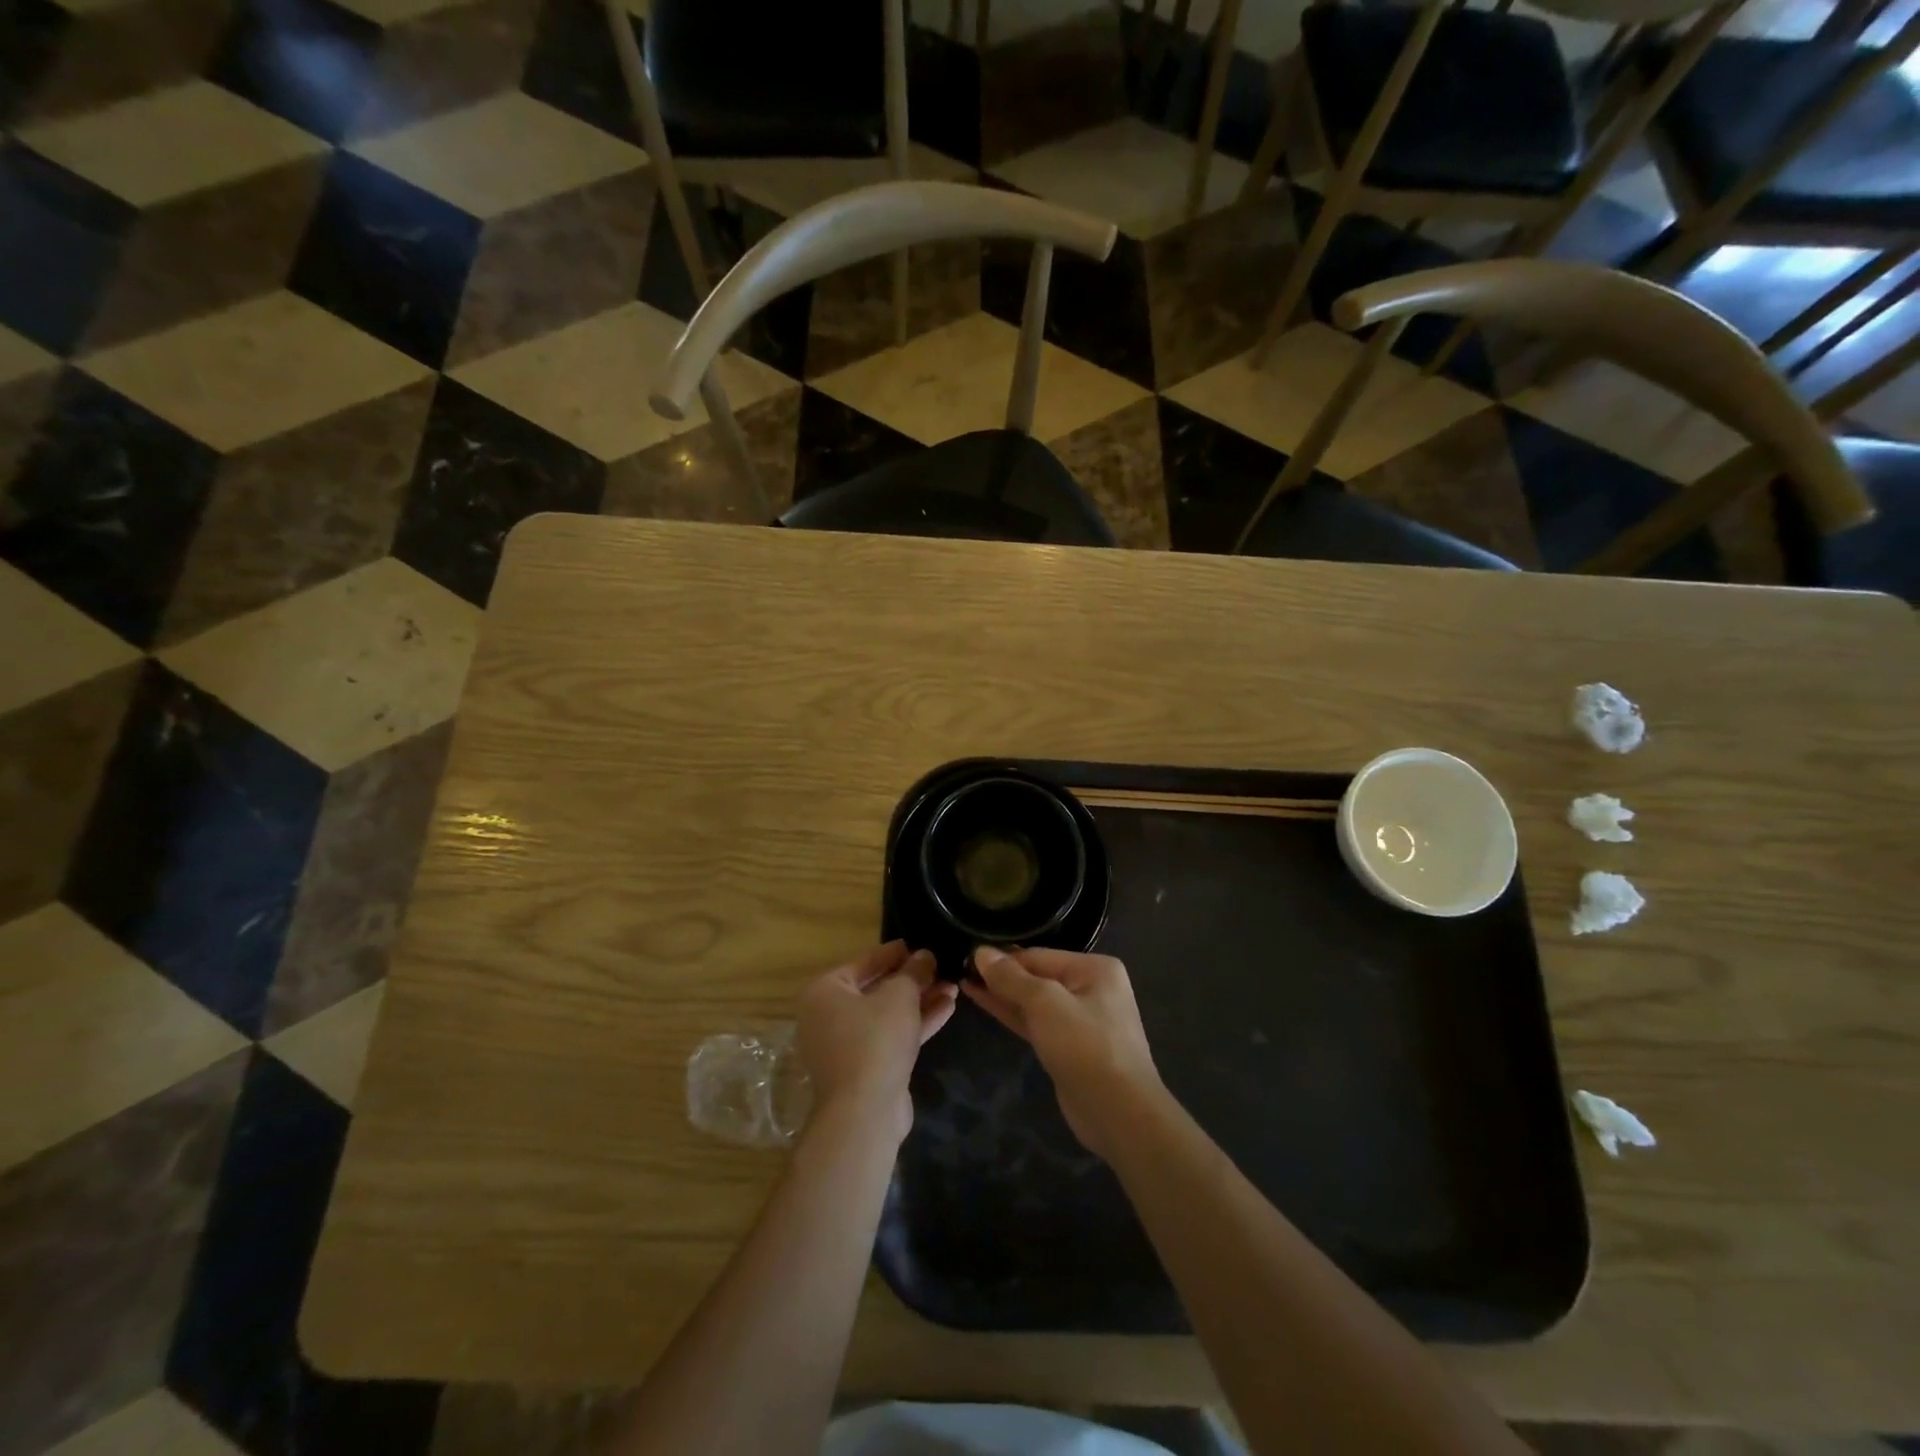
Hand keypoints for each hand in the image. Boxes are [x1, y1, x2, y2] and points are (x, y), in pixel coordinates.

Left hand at [796, 941, 956, 1144]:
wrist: (865, 1113)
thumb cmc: (875, 1040)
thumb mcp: (899, 996)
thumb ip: (913, 972)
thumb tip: (924, 956)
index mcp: (824, 992)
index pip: (863, 962)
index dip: (892, 953)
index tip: (917, 944)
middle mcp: (829, 1016)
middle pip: (876, 989)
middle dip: (912, 979)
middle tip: (939, 966)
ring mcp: (847, 1045)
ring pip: (888, 1014)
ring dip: (920, 1000)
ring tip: (953, 985)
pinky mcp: (867, 1067)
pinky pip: (892, 1036)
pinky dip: (916, 1022)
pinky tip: (947, 1008)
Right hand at [963, 946, 1163, 1159]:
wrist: (1118, 1113)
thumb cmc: (1085, 1046)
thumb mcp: (1045, 1004)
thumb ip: (1011, 978)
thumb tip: (981, 952)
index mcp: (1095, 968)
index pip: (1039, 955)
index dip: (1002, 958)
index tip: (967, 956)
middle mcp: (1091, 988)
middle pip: (1037, 976)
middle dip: (1001, 976)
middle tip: (961, 969)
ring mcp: (1081, 1020)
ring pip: (1034, 1001)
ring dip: (1002, 994)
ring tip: (965, 982)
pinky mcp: (1069, 1047)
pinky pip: (1036, 1022)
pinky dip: (1012, 1014)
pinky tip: (984, 1002)